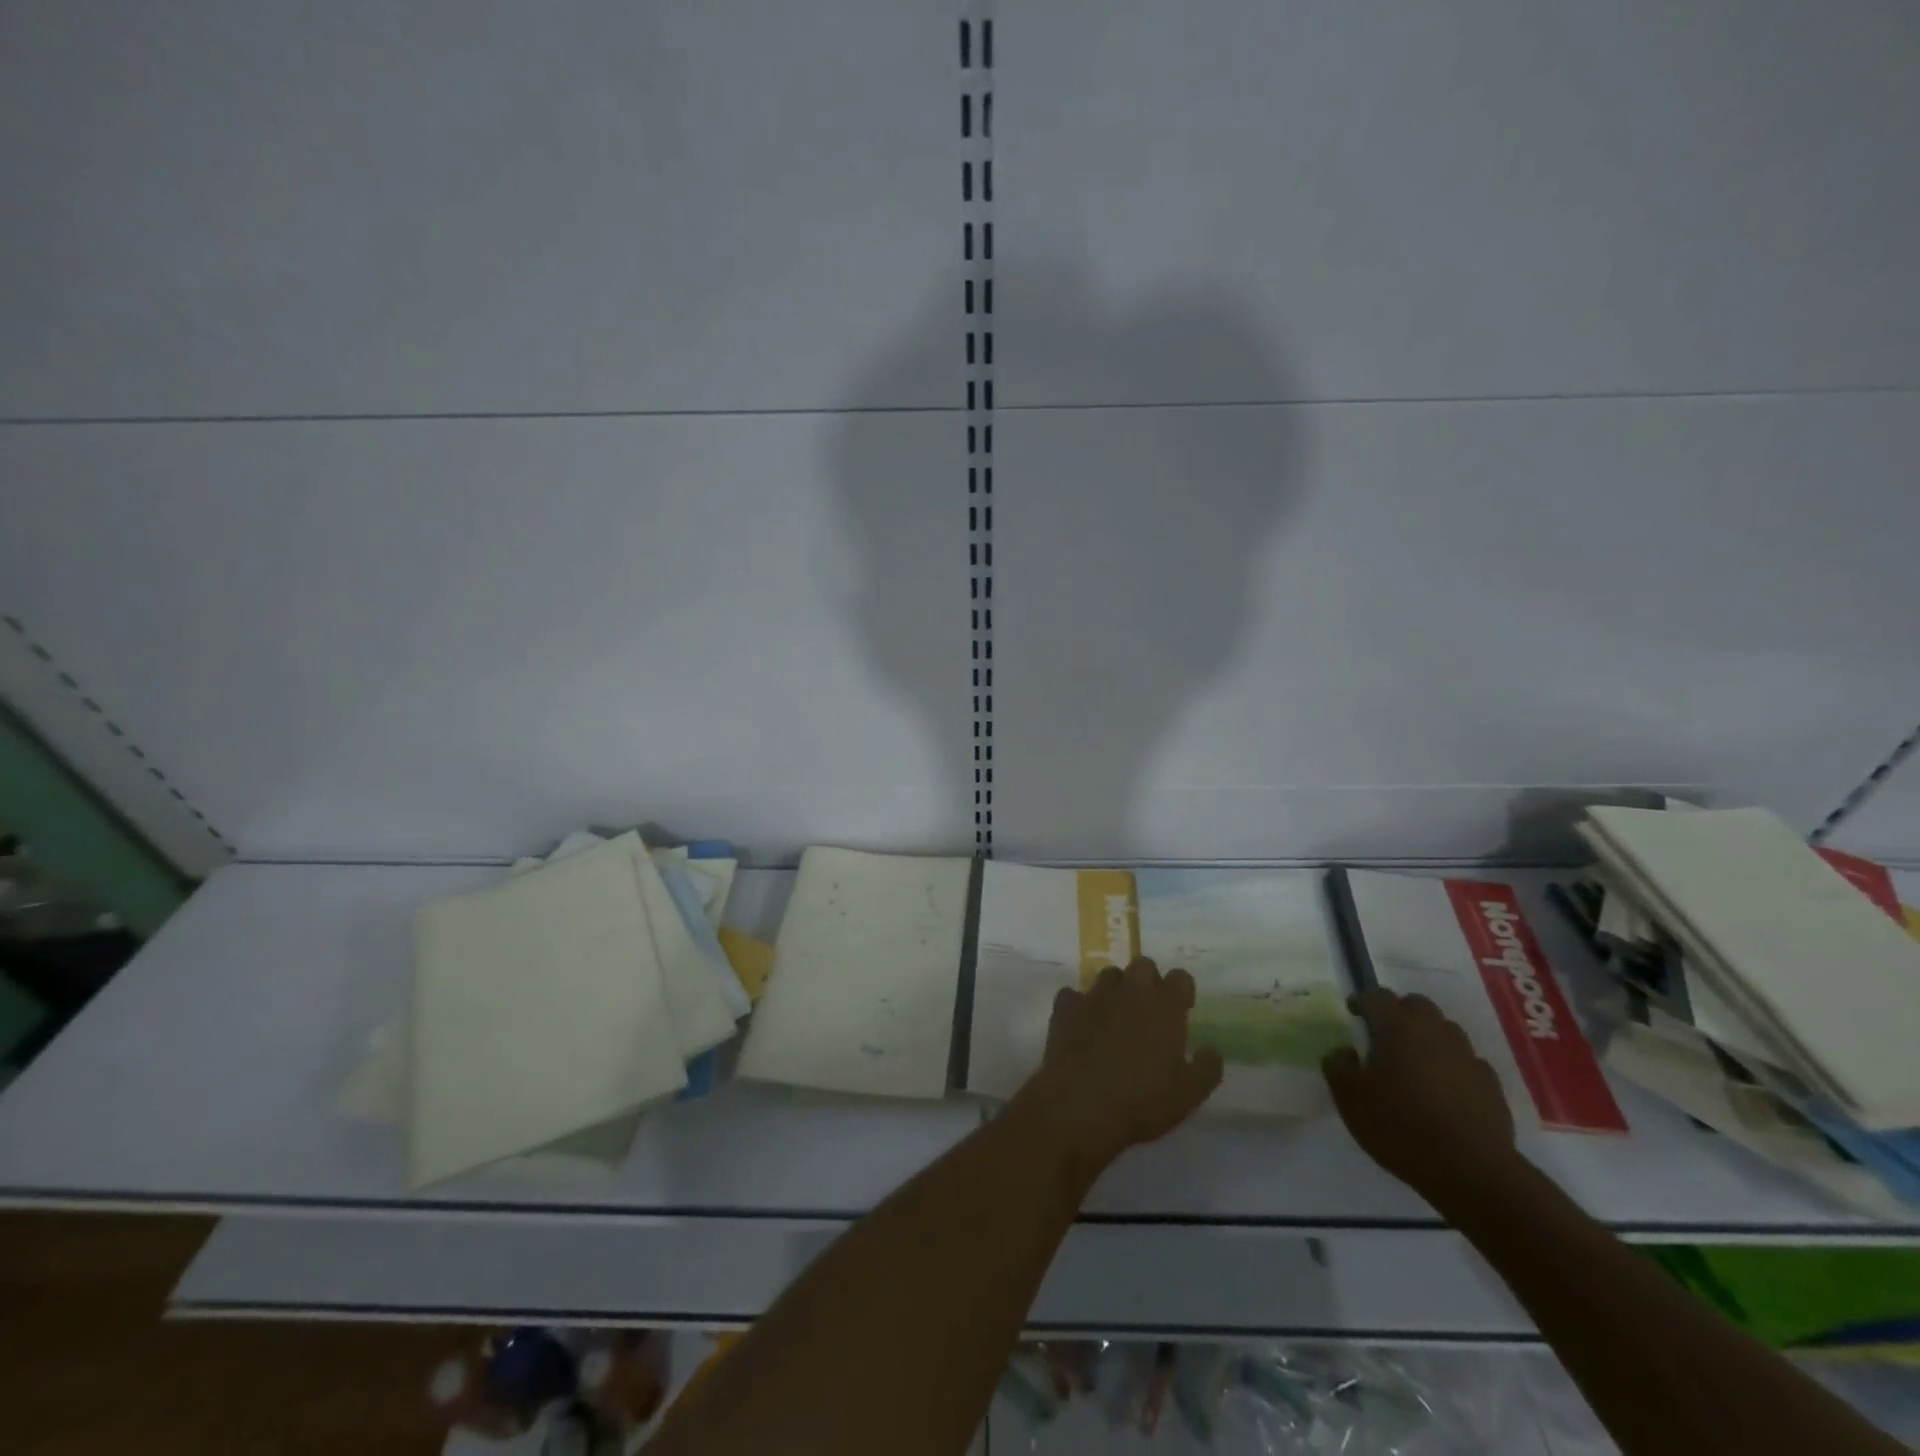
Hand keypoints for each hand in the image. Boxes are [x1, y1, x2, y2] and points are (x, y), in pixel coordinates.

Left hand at [1016, 958, 1222, 1179]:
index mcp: (1165, 1008)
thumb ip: (1206, 1068)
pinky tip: (1081, 1024)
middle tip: (1149, 1010)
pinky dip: (1079, 1005)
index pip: (1180, 978)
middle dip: (1148, 980)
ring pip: (1109, 974)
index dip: (1182, 990)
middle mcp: (1131, 992)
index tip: (1182, 1009)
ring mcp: (1095, 996)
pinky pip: (1073, 994)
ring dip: (1116, 989)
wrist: (1080, 1105)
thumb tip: (1211, 1050)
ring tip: (1115, 1016)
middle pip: (1143, 965)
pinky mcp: (1065, 1007)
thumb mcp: (1188, 1095)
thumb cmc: (1142, 1101)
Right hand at [1323, 989, 1520, 1209]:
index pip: (1378, 996)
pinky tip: (1445, 1089)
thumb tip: (1344, 1051)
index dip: (1363, 1001)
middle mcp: (1434, 1032)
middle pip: (1417, 1004)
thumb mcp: (1349, 1097)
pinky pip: (1468, 1062)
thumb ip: (1337, 1066)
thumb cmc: (1400, 1125)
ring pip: (1446, 1030)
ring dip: (1429, 1036)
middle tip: (1385, 1035)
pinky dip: (1453, 1066)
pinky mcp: (1490, 1085)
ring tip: (1415, 1062)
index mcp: (1397, 1028)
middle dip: (1399, 1012)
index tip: (1353, 1013)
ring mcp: (1467, 1057)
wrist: (1471, 1170)